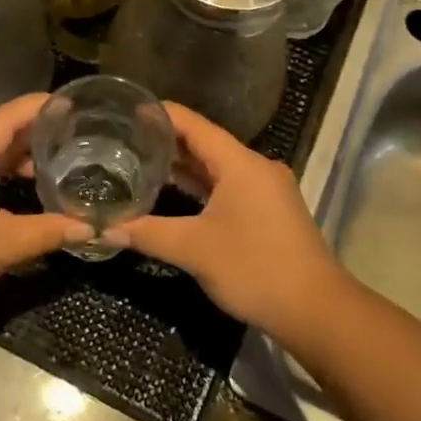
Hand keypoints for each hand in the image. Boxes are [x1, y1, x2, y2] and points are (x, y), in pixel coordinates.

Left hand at [0, 94, 89, 324]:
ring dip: (19, 159)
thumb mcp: (1, 246)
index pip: (6, 117)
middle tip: (75, 135)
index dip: (39, 106)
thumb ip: (48, 232)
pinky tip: (26, 197)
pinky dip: (4, 180)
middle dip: (35, 133)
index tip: (73, 103)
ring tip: (58, 164)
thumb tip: (92, 228)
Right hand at [110, 103, 342, 336]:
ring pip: (217, 167)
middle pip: (205, 143)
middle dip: (166, 141)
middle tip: (124, 139)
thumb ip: (147, 233)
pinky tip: (175, 193)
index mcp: (240, 163)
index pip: (193, 124)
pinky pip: (229, 186)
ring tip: (141, 162)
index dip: (159, 114)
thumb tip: (104, 229)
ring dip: (184, 165)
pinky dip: (201, 186)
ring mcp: (266, 189)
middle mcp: (255, 167)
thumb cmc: (254, 268)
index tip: (126, 111)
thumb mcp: (193, 249)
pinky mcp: (269, 211)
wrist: (316, 310)